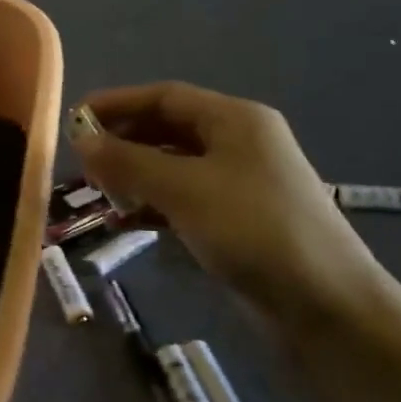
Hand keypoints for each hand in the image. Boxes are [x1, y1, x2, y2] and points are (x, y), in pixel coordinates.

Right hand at [72, 83, 393, 328]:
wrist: (327, 305)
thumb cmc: (254, 230)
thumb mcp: (184, 189)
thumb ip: (128, 161)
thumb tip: (80, 138)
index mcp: (235, 120)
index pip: (165, 96)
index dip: (117, 103)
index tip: (73, 119)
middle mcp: (240, 143)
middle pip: (169, 128)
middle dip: (123, 140)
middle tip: (82, 160)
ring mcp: (241, 184)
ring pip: (174, 166)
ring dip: (135, 174)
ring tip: (98, 191)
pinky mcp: (239, 221)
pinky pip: (185, 200)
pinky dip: (154, 205)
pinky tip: (126, 221)